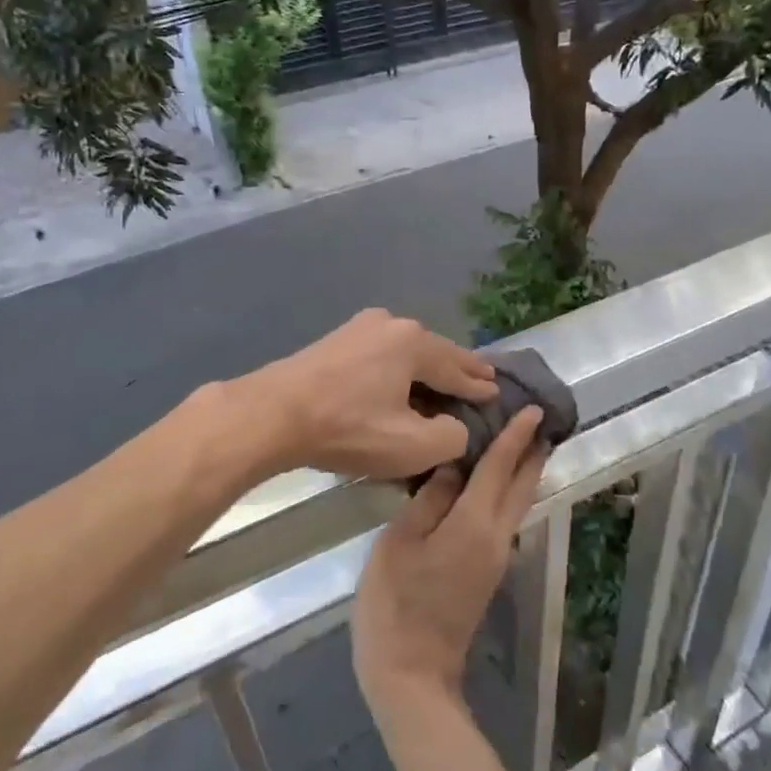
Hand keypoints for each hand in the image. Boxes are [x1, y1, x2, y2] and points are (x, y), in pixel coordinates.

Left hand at [247, 309, 497, 479]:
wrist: (272, 414)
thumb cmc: (349, 428)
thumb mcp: (412, 446)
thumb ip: (452, 437)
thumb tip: (455, 426)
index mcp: (414, 342)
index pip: (458, 367)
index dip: (479, 385)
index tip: (498, 392)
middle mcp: (391, 324)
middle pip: (434, 351)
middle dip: (458, 368)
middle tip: (482, 378)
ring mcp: (359, 328)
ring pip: (406, 351)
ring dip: (426, 368)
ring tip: (443, 380)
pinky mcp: (335, 341)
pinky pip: (381, 355)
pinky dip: (398, 369)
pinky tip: (400, 381)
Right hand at [352, 406, 547, 717]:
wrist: (412, 673)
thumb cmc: (396, 602)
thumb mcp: (401, 541)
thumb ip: (430, 498)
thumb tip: (452, 466)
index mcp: (475, 523)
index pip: (501, 466)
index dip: (517, 435)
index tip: (535, 408)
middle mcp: (497, 536)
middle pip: (522, 485)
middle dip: (533, 451)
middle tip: (538, 419)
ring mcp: (496, 557)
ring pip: (518, 502)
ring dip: (524, 470)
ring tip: (518, 441)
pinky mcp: (487, 571)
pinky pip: (505, 517)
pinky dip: (507, 491)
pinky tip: (490, 482)